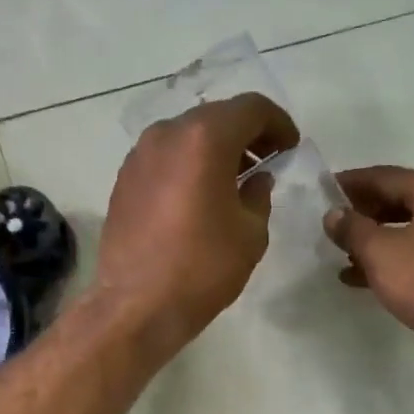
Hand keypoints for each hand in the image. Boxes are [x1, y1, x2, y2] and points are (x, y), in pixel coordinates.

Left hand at [92, 92, 300, 355]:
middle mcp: (167, 134)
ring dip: (216, 148)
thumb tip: (255, 179)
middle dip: (246, 134)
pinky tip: (200, 195)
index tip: (289, 148)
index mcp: (205, 139)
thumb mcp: (250, 232)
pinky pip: (165, 156)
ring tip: (235, 180)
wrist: (136, 305)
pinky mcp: (124, 179)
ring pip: (187, 134)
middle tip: (267, 161)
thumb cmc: (202, 268)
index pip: (251, 108)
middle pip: (216, 116)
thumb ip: (259, 194)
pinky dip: (189, 163)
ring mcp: (140, 155)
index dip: (278, 123)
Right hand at [324, 166, 413, 347]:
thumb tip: (334, 215)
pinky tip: (363, 277)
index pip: (387, 176)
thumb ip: (352, 228)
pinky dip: (394, 260)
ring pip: (410, 230)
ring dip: (376, 240)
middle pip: (401, 201)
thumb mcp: (379, 251)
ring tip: (343, 254)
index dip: (352, 183)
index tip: (324, 191)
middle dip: (364, 213)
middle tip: (333, 224)